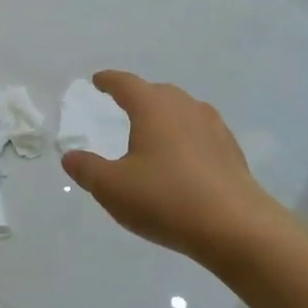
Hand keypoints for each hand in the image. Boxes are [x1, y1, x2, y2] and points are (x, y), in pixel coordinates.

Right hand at [60, 71, 286, 263]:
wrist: (236, 227)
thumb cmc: (166, 198)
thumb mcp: (112, 187)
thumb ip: (87, 169)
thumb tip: (71, 156)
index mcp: (153, 108)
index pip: (126, 84)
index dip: (109, 81)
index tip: (98, 80)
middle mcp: (185, 108)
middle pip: (159, 93)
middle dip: (140, 96)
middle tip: (125, 105)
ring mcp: (214, 128)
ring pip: (184, 111)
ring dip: (166, 116)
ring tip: (154, 132)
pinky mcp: (232, 152)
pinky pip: (201, 134)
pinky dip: (186, 138)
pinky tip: (183, 160)